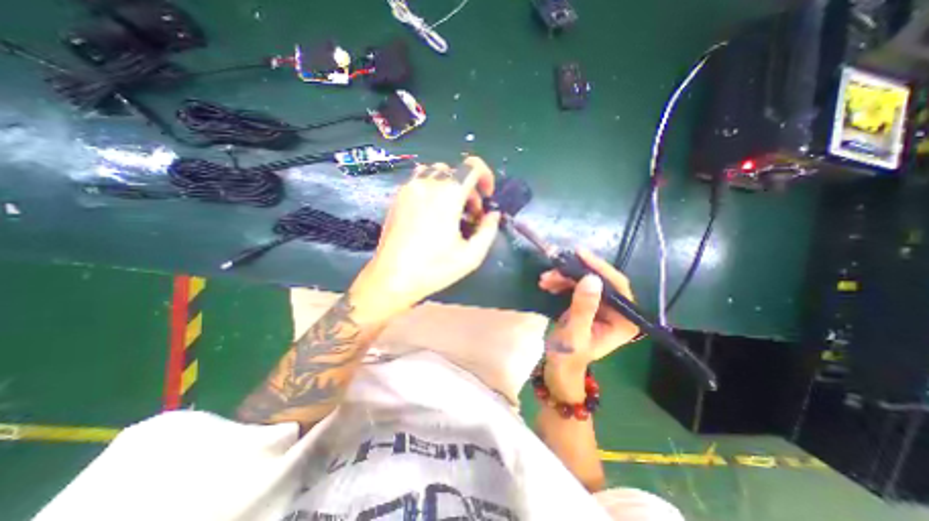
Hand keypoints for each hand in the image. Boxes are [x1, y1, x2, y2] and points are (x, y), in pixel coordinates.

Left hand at [352, 156, 504, 314]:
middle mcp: (427, 184)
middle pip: (455, 171)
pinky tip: (433, 213)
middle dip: (468, 189)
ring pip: (435, 172)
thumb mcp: (471, 255)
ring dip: (449, 186)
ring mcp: (409, 189)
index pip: (472, 166)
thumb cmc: (434, 268)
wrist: (392, 278)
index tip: (487, 196)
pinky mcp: (397, 198)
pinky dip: (433, 188)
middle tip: (470, 214)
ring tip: (451, 210)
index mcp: (447, 195)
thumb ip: (488, 230)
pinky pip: (419, 181)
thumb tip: (493, 214)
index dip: (486, 176)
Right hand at [538, 251, 639, 401]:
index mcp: (624, 321)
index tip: (579, 254)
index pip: (617, 285)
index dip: (599, 267)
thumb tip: (591, 278)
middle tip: (552, 271)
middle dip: (574, 274)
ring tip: (544, 279)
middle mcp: (617, 311)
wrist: (558, 368)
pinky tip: (548, 284)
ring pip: (585, 282)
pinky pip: (576, 287)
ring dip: (564, 278)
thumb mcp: (575, 333)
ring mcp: (602, 308)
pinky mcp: (588, 306)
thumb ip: (584, 307)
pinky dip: (562, 283)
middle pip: (599, 281)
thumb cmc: (568, 356)